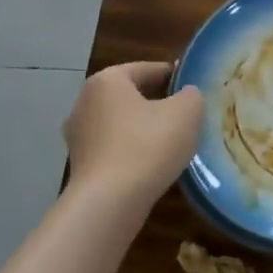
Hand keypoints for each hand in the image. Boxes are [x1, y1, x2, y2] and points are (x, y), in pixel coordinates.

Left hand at [64, 61, 202, 201]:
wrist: (108, 203)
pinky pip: (114, 148)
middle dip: (158, 103)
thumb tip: (186, 95)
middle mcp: (85, 102)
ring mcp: (78, 136)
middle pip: (132, 95)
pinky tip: (153, 164)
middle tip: (187, 114)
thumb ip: (191, 95)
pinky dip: (132, 151)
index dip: (175, 76)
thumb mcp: (186, 112)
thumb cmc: (147, 146)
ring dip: (145, 129)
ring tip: (173, 142)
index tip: (194, 87)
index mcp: (107, 81)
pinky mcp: (80, 165)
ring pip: (122, 123)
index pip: (147, 69)